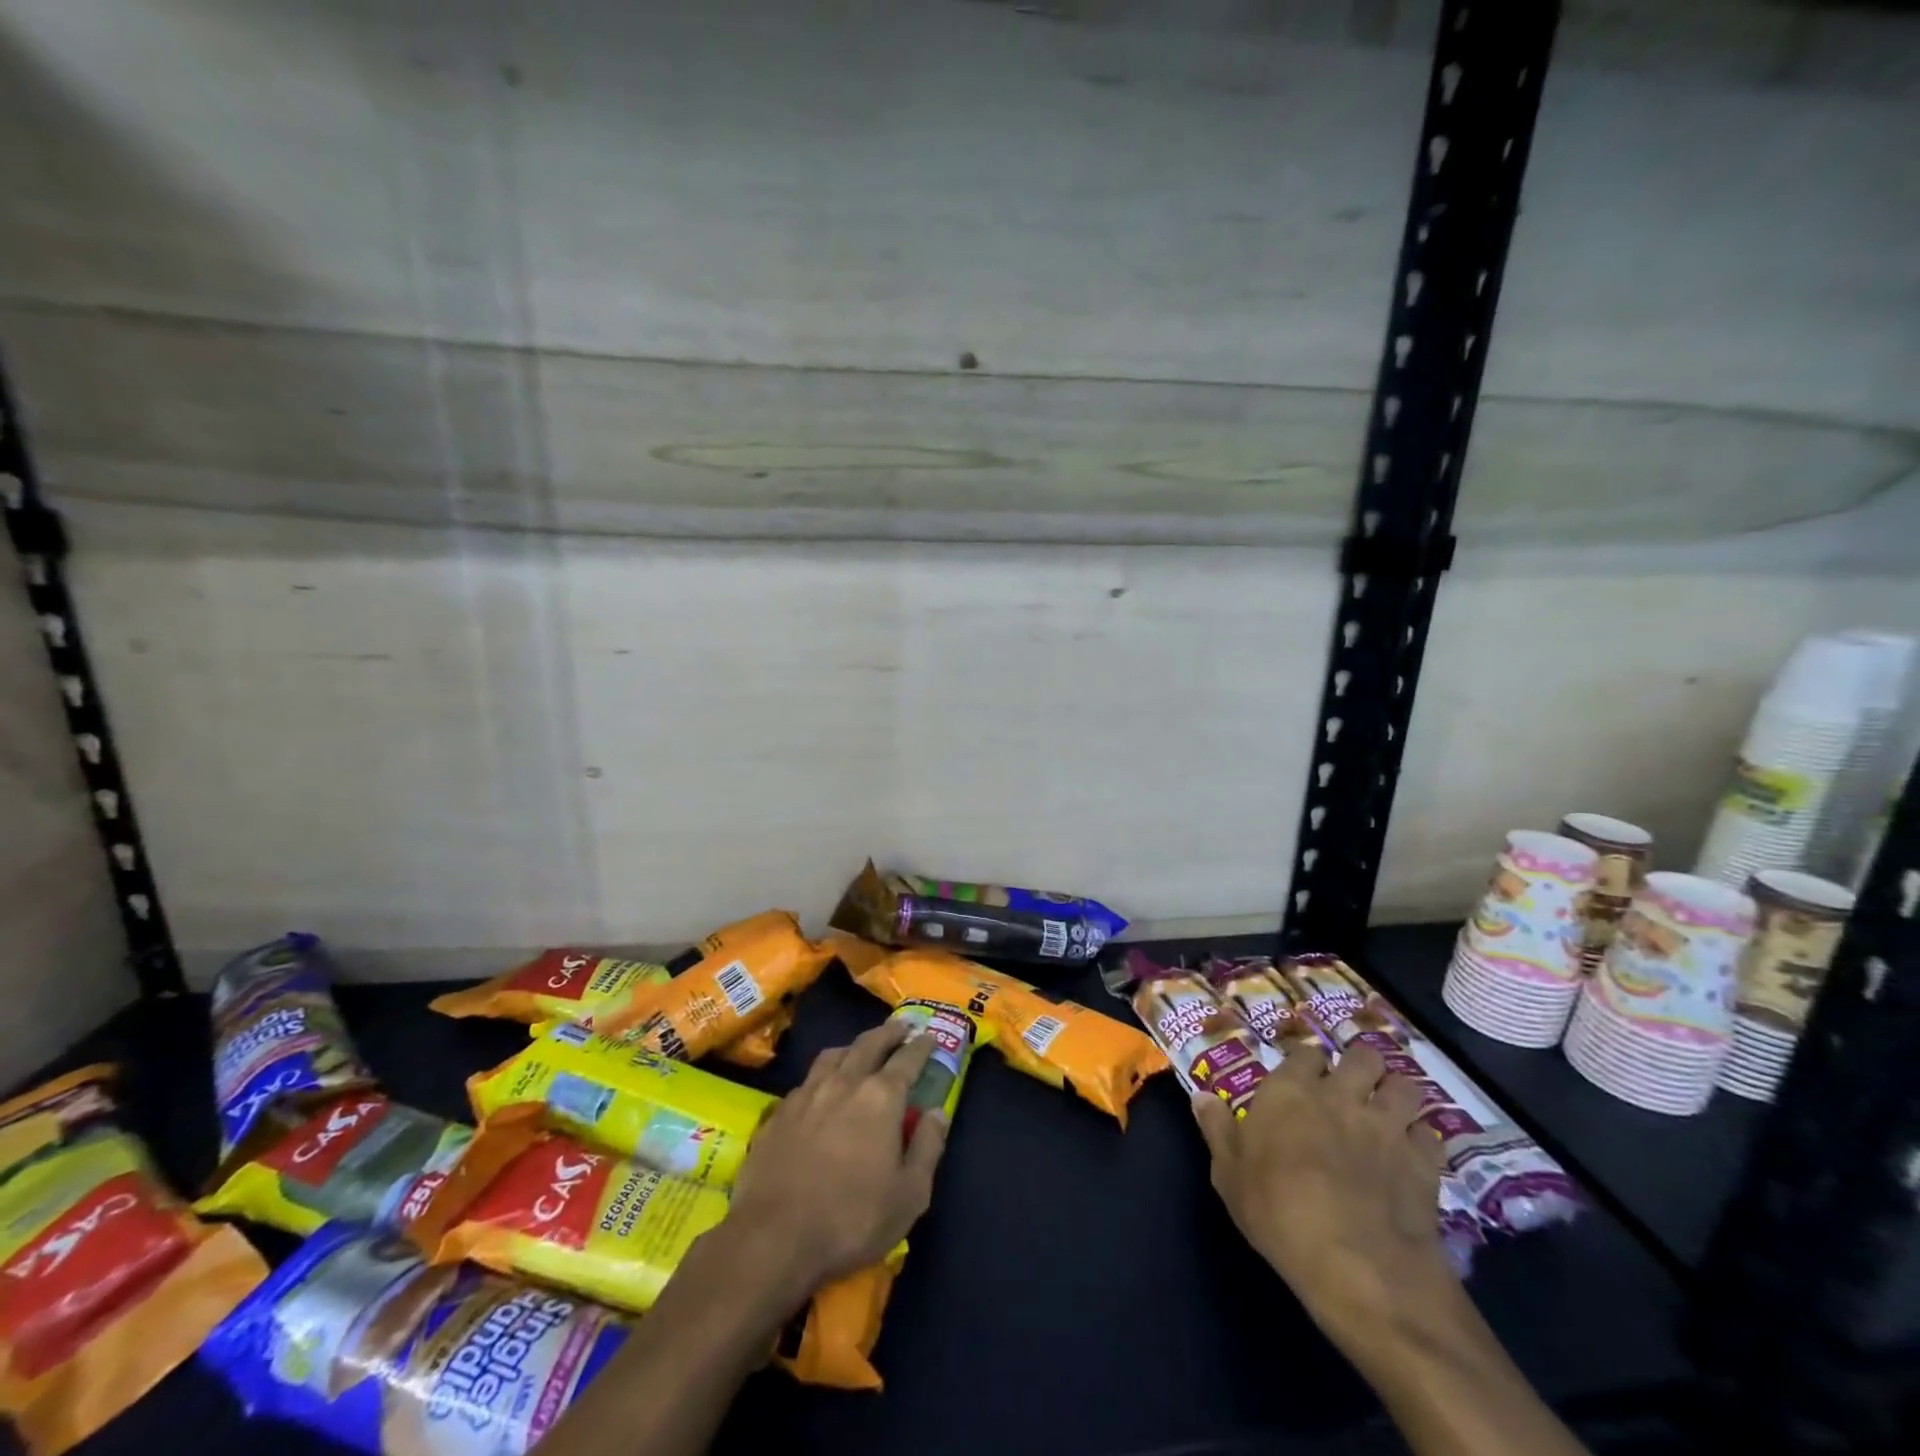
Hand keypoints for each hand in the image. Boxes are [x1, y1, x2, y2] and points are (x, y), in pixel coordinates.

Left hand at [723, 1019, 948, 1309]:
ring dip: (853, 1046)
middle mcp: (845, 1083)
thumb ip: (928, 1147)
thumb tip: (937, 1112)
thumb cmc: (851, 1218)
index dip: (921, 1046)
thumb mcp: (909, 1194)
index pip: (907, 1060)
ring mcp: (807, 1094)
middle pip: (869, 1044)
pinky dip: (822, 1074)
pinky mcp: (779, 1112)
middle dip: (888, 1033)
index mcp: (881, 1097)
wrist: (773, 1236)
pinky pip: (807, 1080)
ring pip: (833, 1055)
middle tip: (901, 1027)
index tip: (929, 1036)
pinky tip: (821, 1088)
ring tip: (860, 1048)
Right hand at [1193, 1041, 1453, 1347]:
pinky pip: (1431, 1136)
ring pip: (1405, 1086)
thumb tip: (1200, 1096)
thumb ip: (1217, 1130)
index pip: (1305, 1052)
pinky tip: (1412, 1157)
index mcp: (1290, 1091)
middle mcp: (1341, 1095)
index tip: (1304, 1078)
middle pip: (1363, 1056)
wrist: (1357, 1264)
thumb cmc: (1278, 1212)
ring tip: (1389, 1113)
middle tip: (1353, 1089)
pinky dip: (1422, 1141)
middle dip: (1361, 1067)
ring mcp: (1387, 1126)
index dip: (1308, 1063)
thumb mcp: (1229, 1174)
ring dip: (1397, 1095)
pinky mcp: (1424, 1162)